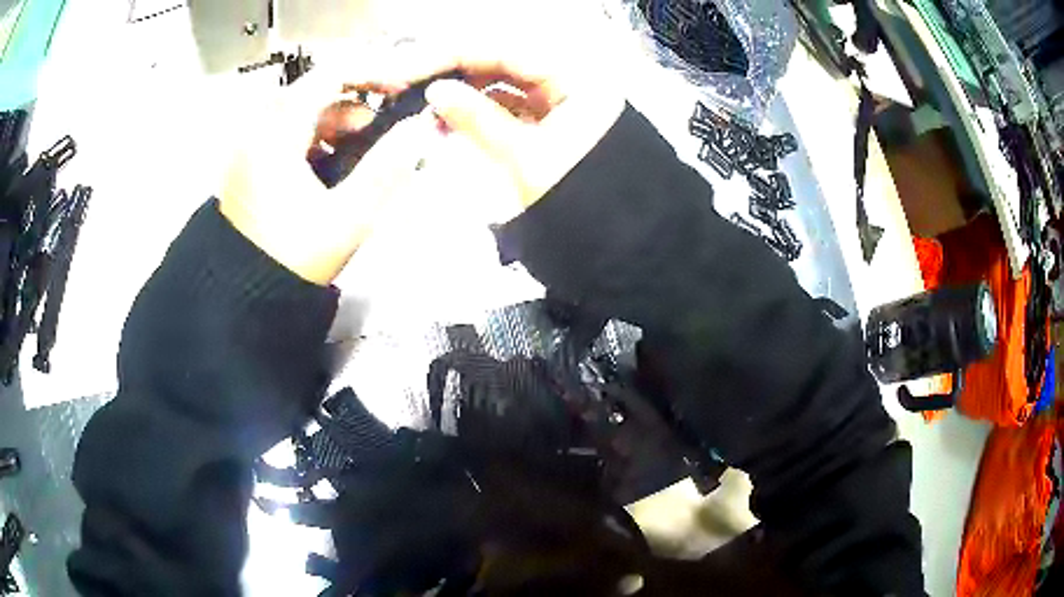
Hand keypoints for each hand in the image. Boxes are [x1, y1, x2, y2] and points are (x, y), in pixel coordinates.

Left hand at [219, 71, 432, 285]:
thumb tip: (421, 129)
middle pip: (320, 88)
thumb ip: (387, 169)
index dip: (374, 71)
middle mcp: (261, 126)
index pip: (332, 73)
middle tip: (388, 129)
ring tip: (365, 155)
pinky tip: (335, 168)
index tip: (405, 89)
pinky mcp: (253, 160)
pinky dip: (321, 139)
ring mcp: (254, 143)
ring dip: (341, 122)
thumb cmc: (290, 258)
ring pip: (307, 110)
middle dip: (360, 103)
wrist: (242, 296)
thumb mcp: (346, 218)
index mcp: (278, 131)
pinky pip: (293, 131)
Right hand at [372, 40, 624, 208]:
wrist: (620, 241)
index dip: (450, 56)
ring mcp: (561, 98)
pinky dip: (477, 109)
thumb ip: (477, 118)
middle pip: (499, 61)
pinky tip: (446, 117)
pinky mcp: (551, 118)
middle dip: (450, 69)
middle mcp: (570, 77)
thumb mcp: (525, 159)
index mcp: (577, 78)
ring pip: (501, 81)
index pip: (503, 51)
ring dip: (461, 89)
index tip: (405, 69)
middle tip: (403, 81)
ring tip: (420, 103)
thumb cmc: (581, 202)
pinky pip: (508, 103)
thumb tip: (435, 91)